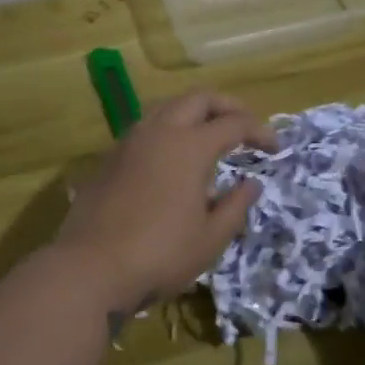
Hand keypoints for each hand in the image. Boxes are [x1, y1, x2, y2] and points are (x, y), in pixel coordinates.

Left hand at [52, 90, 276, 316]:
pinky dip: (169, 127)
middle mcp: (159, 131)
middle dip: (227, 105)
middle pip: (198, 99)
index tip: (275, 147)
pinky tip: (172, 153)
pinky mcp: (110, 156)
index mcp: (189, 146)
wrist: (90, 266)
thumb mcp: (210, 239)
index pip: (233, 124)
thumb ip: (235, 206)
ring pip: (167, 106)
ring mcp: (130, 140)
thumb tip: (252, 183)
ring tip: (209, 132)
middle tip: (245, 124)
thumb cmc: (159, 254)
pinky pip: (146, 125)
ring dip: (194, 111)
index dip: (259, 131)